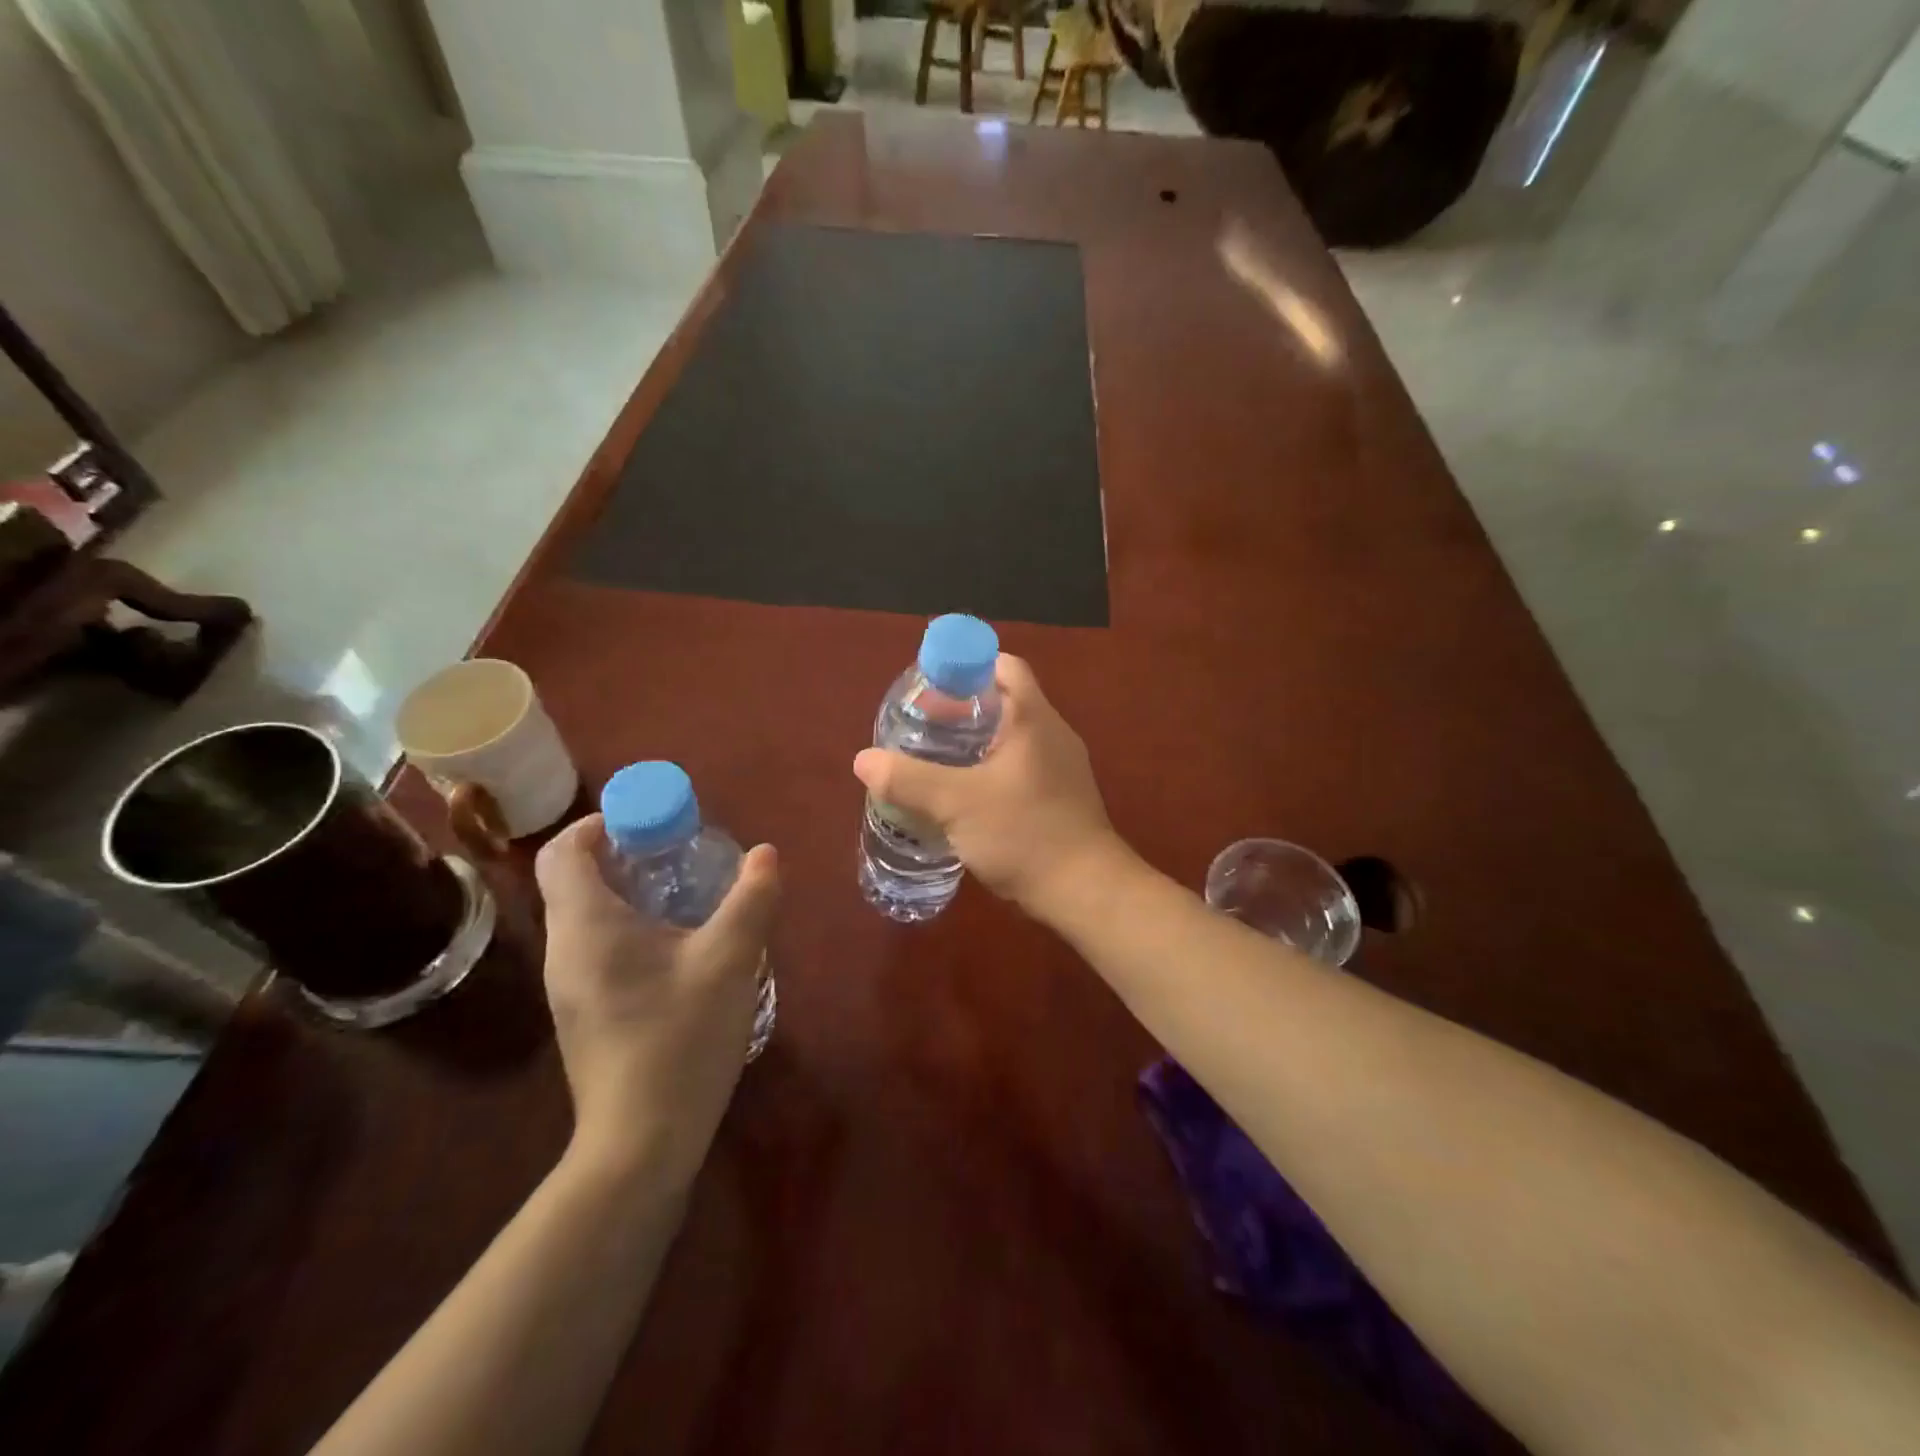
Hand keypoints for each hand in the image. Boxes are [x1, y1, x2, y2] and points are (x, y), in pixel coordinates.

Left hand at [533, 815, 778, 1185]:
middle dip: (620, 854)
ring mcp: (570, 987)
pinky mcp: (585, 1012)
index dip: (597, 825)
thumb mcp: (728, 960)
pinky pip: (596, 947)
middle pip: (573, 880)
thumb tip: (766, 853)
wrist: (642, 1141)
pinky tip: (677, 946)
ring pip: (586, 916)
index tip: (645, 820)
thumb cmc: (680, 1038)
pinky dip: (628, 925)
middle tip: (676, 850)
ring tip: (684, 892)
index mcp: (587, 926)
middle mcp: (565, 950)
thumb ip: (751, 899)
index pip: (563, 853)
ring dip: (626, 891)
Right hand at [853, 654, 1123, 916]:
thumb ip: (907, 780)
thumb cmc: (1024, 834)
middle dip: (960, 710)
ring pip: (1010, 738)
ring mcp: (1061, 767)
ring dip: (974, 743)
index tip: (930, 688)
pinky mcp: (1061, 797)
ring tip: (934, 761)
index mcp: (1033, 718)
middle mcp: (1052, 734)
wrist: (1085, 891)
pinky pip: (1019, 768)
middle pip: (1004, 701)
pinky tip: (964, 798)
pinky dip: (990, 770)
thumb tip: (863, 760)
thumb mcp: (956, 804)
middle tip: (921, 727)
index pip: (1003, 666)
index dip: (966, 667)